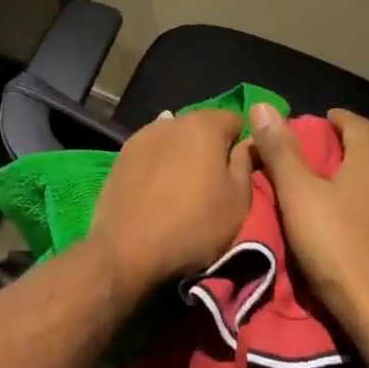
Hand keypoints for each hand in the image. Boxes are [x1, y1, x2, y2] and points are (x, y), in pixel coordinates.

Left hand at [90, 109, 252, 291]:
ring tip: (182, 187)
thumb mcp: (238, 201)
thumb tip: (246, 143)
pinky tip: (158, 188)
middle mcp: (172, 121)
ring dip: (183, 154)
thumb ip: (245, 164)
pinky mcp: (122, 155)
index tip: (240, 170)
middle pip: (202, 127)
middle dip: (211, 147)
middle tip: (212, 182)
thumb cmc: (193, 224)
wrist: (128, 248)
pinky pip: (152, 152)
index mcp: (204, 126)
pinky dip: (160, 164)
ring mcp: (143, 135)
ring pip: (174, 138)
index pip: (235, 119)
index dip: (242, 143)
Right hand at [248, 104, 368, 338]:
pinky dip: (364, 214)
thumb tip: (264, 106)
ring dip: (354, 185)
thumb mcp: (298, 195)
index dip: (339, 118)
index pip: (359, 125)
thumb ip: (281, 151)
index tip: (320, 120)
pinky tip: (347, 233)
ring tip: (326, 196)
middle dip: (343, 152)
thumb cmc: (337, 246)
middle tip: (313, 159)